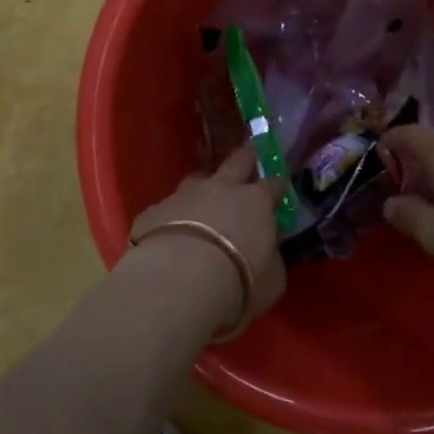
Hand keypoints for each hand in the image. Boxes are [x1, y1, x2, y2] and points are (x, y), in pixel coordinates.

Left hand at [128, 146, 287, 336]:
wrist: (179, 281)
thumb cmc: (239, 281)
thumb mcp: (272, 279)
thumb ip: (271, 259)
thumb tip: (269, 253)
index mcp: (255, 202)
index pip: (274, 184)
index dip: (278, 185)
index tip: (280, 186)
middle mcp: (221, 189)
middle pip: (236, 162)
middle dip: (245, 156)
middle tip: (248, 151)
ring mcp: (184, 196)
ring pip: (196, 179)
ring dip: (202, 186)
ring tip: (202, 196)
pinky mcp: (153, 212)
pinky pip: (165, 210)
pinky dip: (170, 218)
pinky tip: (167, 234)